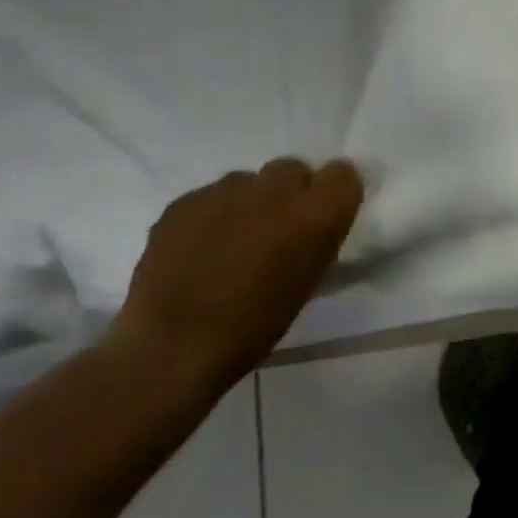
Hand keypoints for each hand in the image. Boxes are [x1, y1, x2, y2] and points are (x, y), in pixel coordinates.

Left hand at [108, 159, 363, 401]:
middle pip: (293, 169)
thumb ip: (317, 238)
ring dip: (249, 202)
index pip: (343, 173)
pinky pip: (209, 196)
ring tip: (232, 241)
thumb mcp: (308, 281)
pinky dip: (212, 215)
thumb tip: (313, 224)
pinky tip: (199, 249)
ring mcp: (225, 192)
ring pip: (248, 181)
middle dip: (289, 192)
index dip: (333, 193)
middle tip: (276, 229)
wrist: (174, 348)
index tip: (323, 217)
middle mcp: (275, 191)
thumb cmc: (256, 326)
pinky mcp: (184, 202)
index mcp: (316, 214)